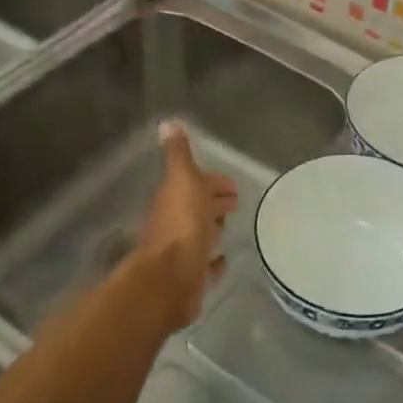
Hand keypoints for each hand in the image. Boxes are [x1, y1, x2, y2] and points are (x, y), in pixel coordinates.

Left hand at [135, 120, 240, 329]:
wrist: (171, 279)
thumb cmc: (181, 226)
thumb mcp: (183, 180)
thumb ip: (178, 155)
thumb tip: (167, 122)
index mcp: (174, 198)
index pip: (195, 184)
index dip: (213, 182)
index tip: (232, 185)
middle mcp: (174, 224)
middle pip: (197, 209)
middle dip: (214, 204)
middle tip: (235, 203)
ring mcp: (181, 252)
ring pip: (200, 236)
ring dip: (212, 229)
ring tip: (230, 228)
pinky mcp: (190, 277)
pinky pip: (204, 265)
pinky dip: (213, 261)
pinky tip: (222, 261)